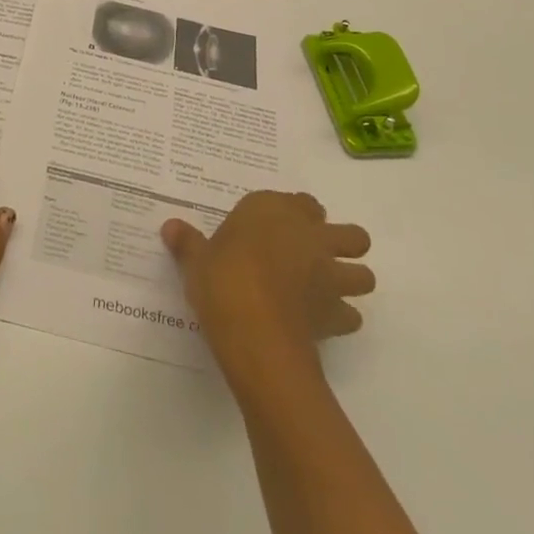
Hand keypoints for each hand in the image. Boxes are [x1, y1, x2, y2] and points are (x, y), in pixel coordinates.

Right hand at [162, 191, 373, 390]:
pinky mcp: (337, 313)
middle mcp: (310, 235)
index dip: (296, 213)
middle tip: (313, 256)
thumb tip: (169, 226)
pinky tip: (320, 324)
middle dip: (341, 244)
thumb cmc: (222, 280)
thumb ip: (188, 242)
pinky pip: (351, 315)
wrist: (254, 331)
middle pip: (350, 234)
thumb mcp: (196, 260)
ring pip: (364, 274)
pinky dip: (341, 319)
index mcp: (274, 211)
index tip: (278, 226)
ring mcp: (329, 274)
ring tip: (325, 291)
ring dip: (351, 281)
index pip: (301, 201)